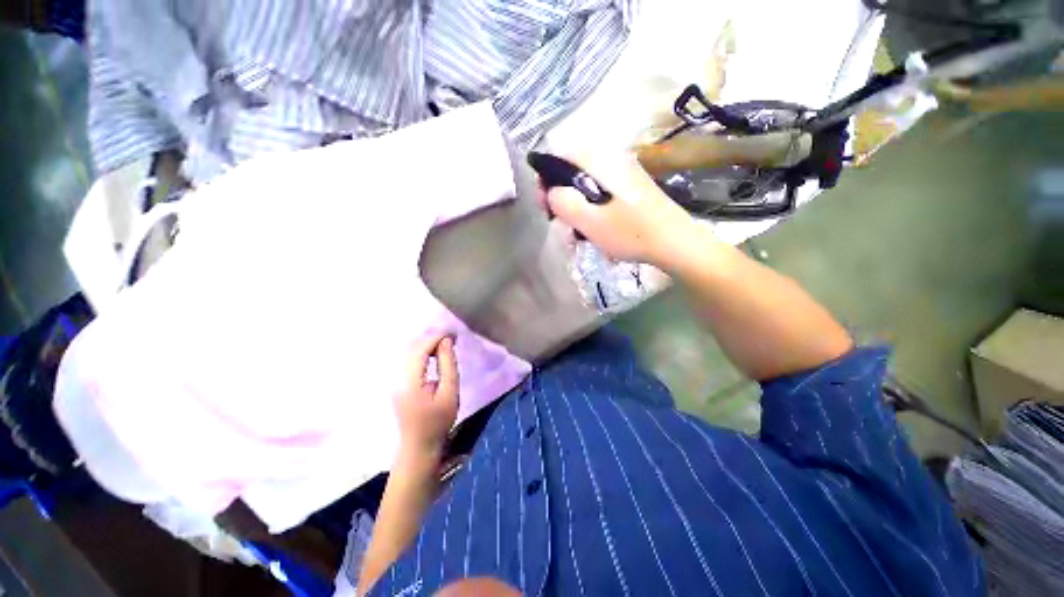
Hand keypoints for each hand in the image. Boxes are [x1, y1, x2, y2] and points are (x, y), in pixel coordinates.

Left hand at [394, 335, 459, 466]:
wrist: (419, 446)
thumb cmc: (438, 422)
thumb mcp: (449, 393)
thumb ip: (448, 365)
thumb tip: (446, 342)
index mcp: (410, 381)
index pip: (420, 350)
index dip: (436, 337)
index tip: (453, 333)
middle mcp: (398, 378)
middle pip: (412, 348)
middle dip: (432, 338)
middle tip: (452, 337)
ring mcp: (396, 381)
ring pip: (409, 353)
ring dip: (427, 344)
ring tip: (446, 343)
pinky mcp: (399, 384)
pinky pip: (410, 360)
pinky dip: (423, 352)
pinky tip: (435, 354)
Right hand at [543, 152, 700, 269]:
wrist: (676, 242)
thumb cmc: (631, 233)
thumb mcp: (590, 222)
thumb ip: (564, 202)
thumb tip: (552, 191)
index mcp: (602, 161)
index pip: (561, 155)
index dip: (546, 177)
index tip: (545, 205)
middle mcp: (613, 159)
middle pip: (574, 169)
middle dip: (561, 193)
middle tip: (559, 220)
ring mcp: (625, 172)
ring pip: (587, 182)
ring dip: (576, 203)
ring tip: (578, 228)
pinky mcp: (632, 187)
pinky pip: (602, 191)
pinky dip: (592, 206)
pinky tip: (596, 226)